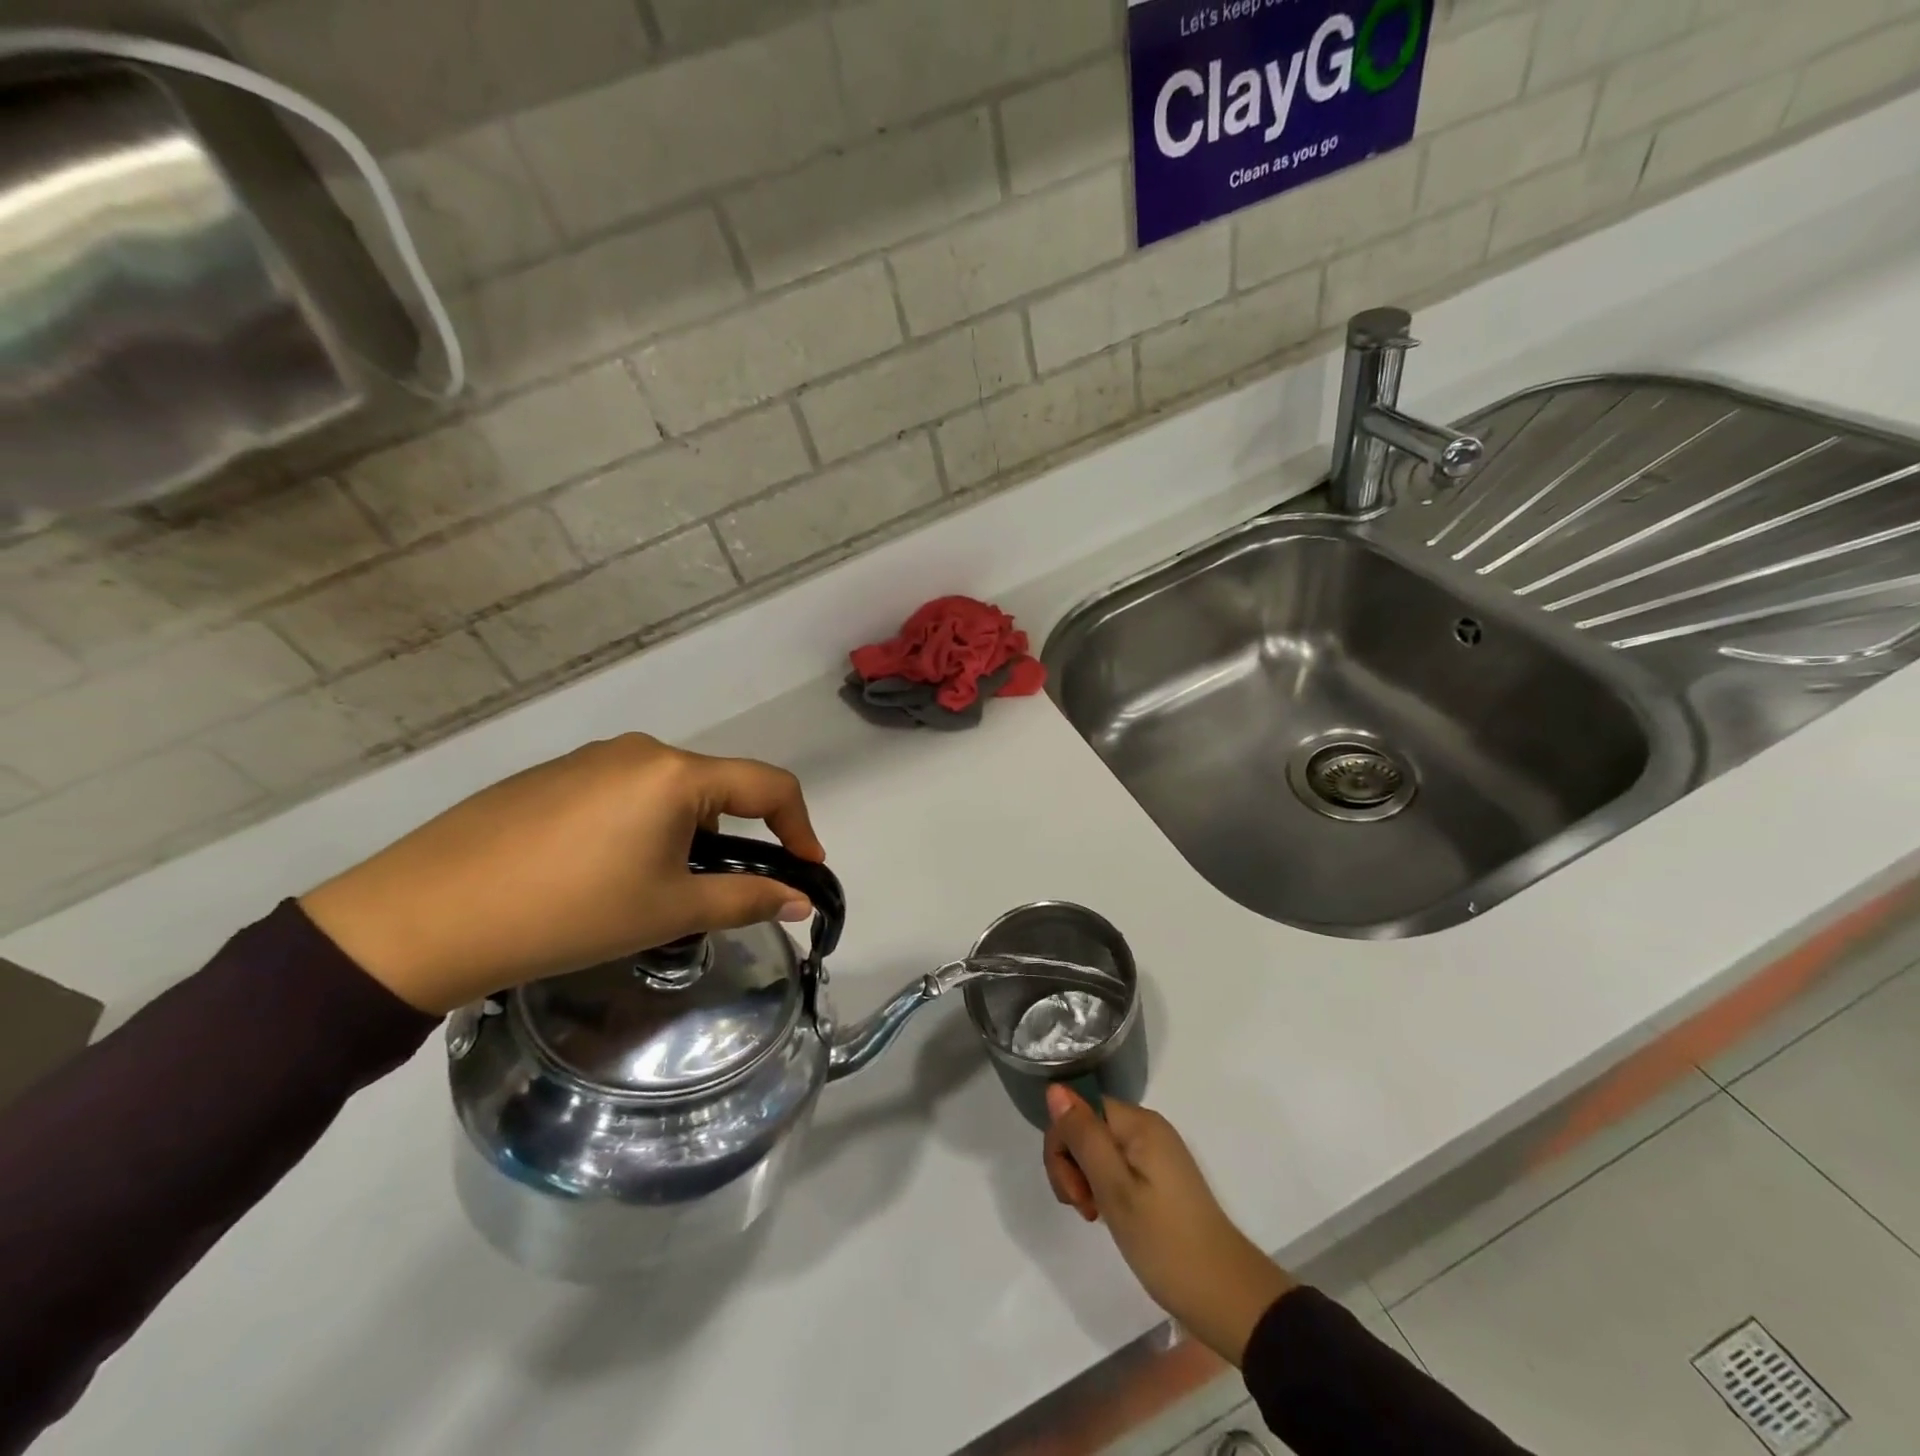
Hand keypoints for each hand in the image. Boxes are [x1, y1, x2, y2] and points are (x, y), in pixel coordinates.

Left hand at [300, 734, 824, 1014]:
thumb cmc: (569, 912)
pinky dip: (637, 827)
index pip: (769, 785)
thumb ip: (746, 899)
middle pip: (716, 787)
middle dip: (731, 837)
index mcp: (677, 774)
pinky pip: (621, 793)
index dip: (800, 826)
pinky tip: (596, 873)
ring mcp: (591, 758)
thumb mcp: (669, 911)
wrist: (425, 917)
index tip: (805, 871)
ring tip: (645, 890)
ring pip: (668, 792)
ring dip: (683, 834)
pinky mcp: (552, 775)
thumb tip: (802, 899)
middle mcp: (640, 750)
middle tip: (707, 894)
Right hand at [1044, 1086, 1295, 1364]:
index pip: (1080, 1109)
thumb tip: (1055, 1088)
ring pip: (1099, 1149)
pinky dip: (1105, 1189)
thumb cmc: (1165, 1242)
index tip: (1074, 1193)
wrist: (1226, 1296)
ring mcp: (1156, 1153)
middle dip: (1073, 1165)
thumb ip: (1083, 1137)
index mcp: (1139, 1123)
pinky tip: (1110, 1216)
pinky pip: (1117, 1166)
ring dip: (1086, 1180)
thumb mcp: (1115, 1189)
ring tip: (1097, 1216)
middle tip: (1086, 1209)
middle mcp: (1148, 1128)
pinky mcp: (1160, 1177)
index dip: (1064, 1145)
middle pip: (1088, 1127)